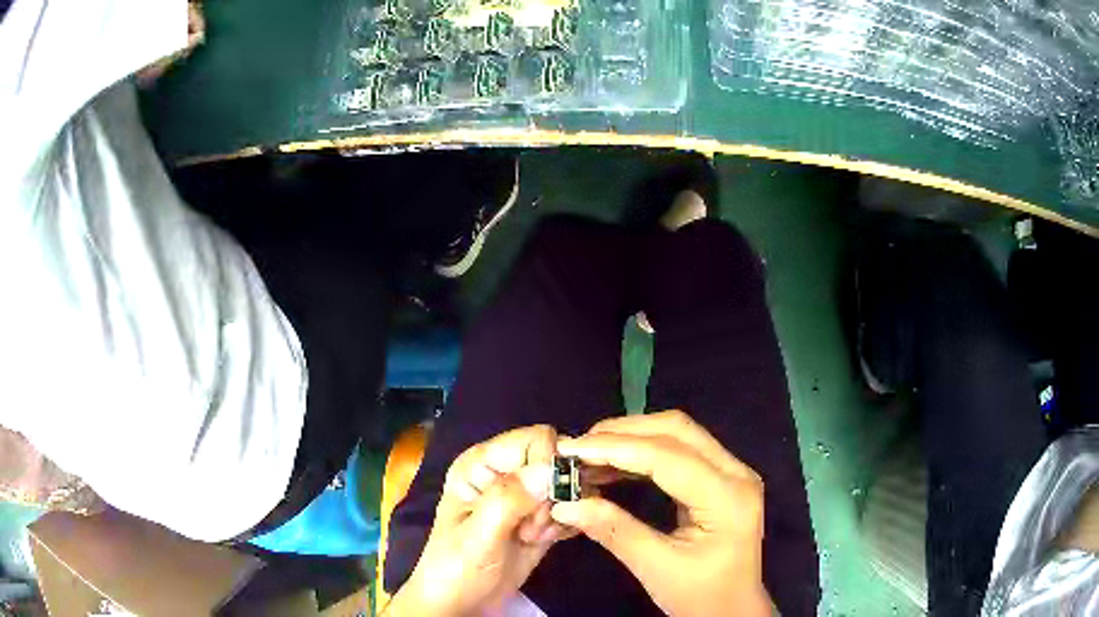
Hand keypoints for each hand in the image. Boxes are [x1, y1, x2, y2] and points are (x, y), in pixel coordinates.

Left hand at [386, 426, 569, 615]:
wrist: (459, 604)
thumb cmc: (456, 569)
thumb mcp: (477, 536)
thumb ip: (508, 501)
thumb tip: (549, 469)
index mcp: (482, 463)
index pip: (536, 439)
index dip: (550, 466)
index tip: (539, 507)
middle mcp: (506, 471)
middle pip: (558, 461)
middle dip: (556, 496)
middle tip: (534, 529)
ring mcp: (525, 495)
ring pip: (569, 485)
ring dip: (561, 514)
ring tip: (534, 538)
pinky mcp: (541, 516)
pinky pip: (572, 507)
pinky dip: (568, 524)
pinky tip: (546, 542)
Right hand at [551, 411, 771, 616]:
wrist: (734, 609)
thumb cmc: (700, 595)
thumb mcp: (655, 568)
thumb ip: (614, 530)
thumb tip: (566, 504)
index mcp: (727, 498)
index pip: (667, 457)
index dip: (615, 448)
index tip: (569, 448)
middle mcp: (737, 473)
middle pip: (677, 430)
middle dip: (623, 432)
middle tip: (578, 446)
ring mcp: (733, 473)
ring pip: (679, 434)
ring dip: (633, 437)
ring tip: (589, 452)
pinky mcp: (723, 479)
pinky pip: (681, 451)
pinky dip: (645, 452)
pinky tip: (616, 464)